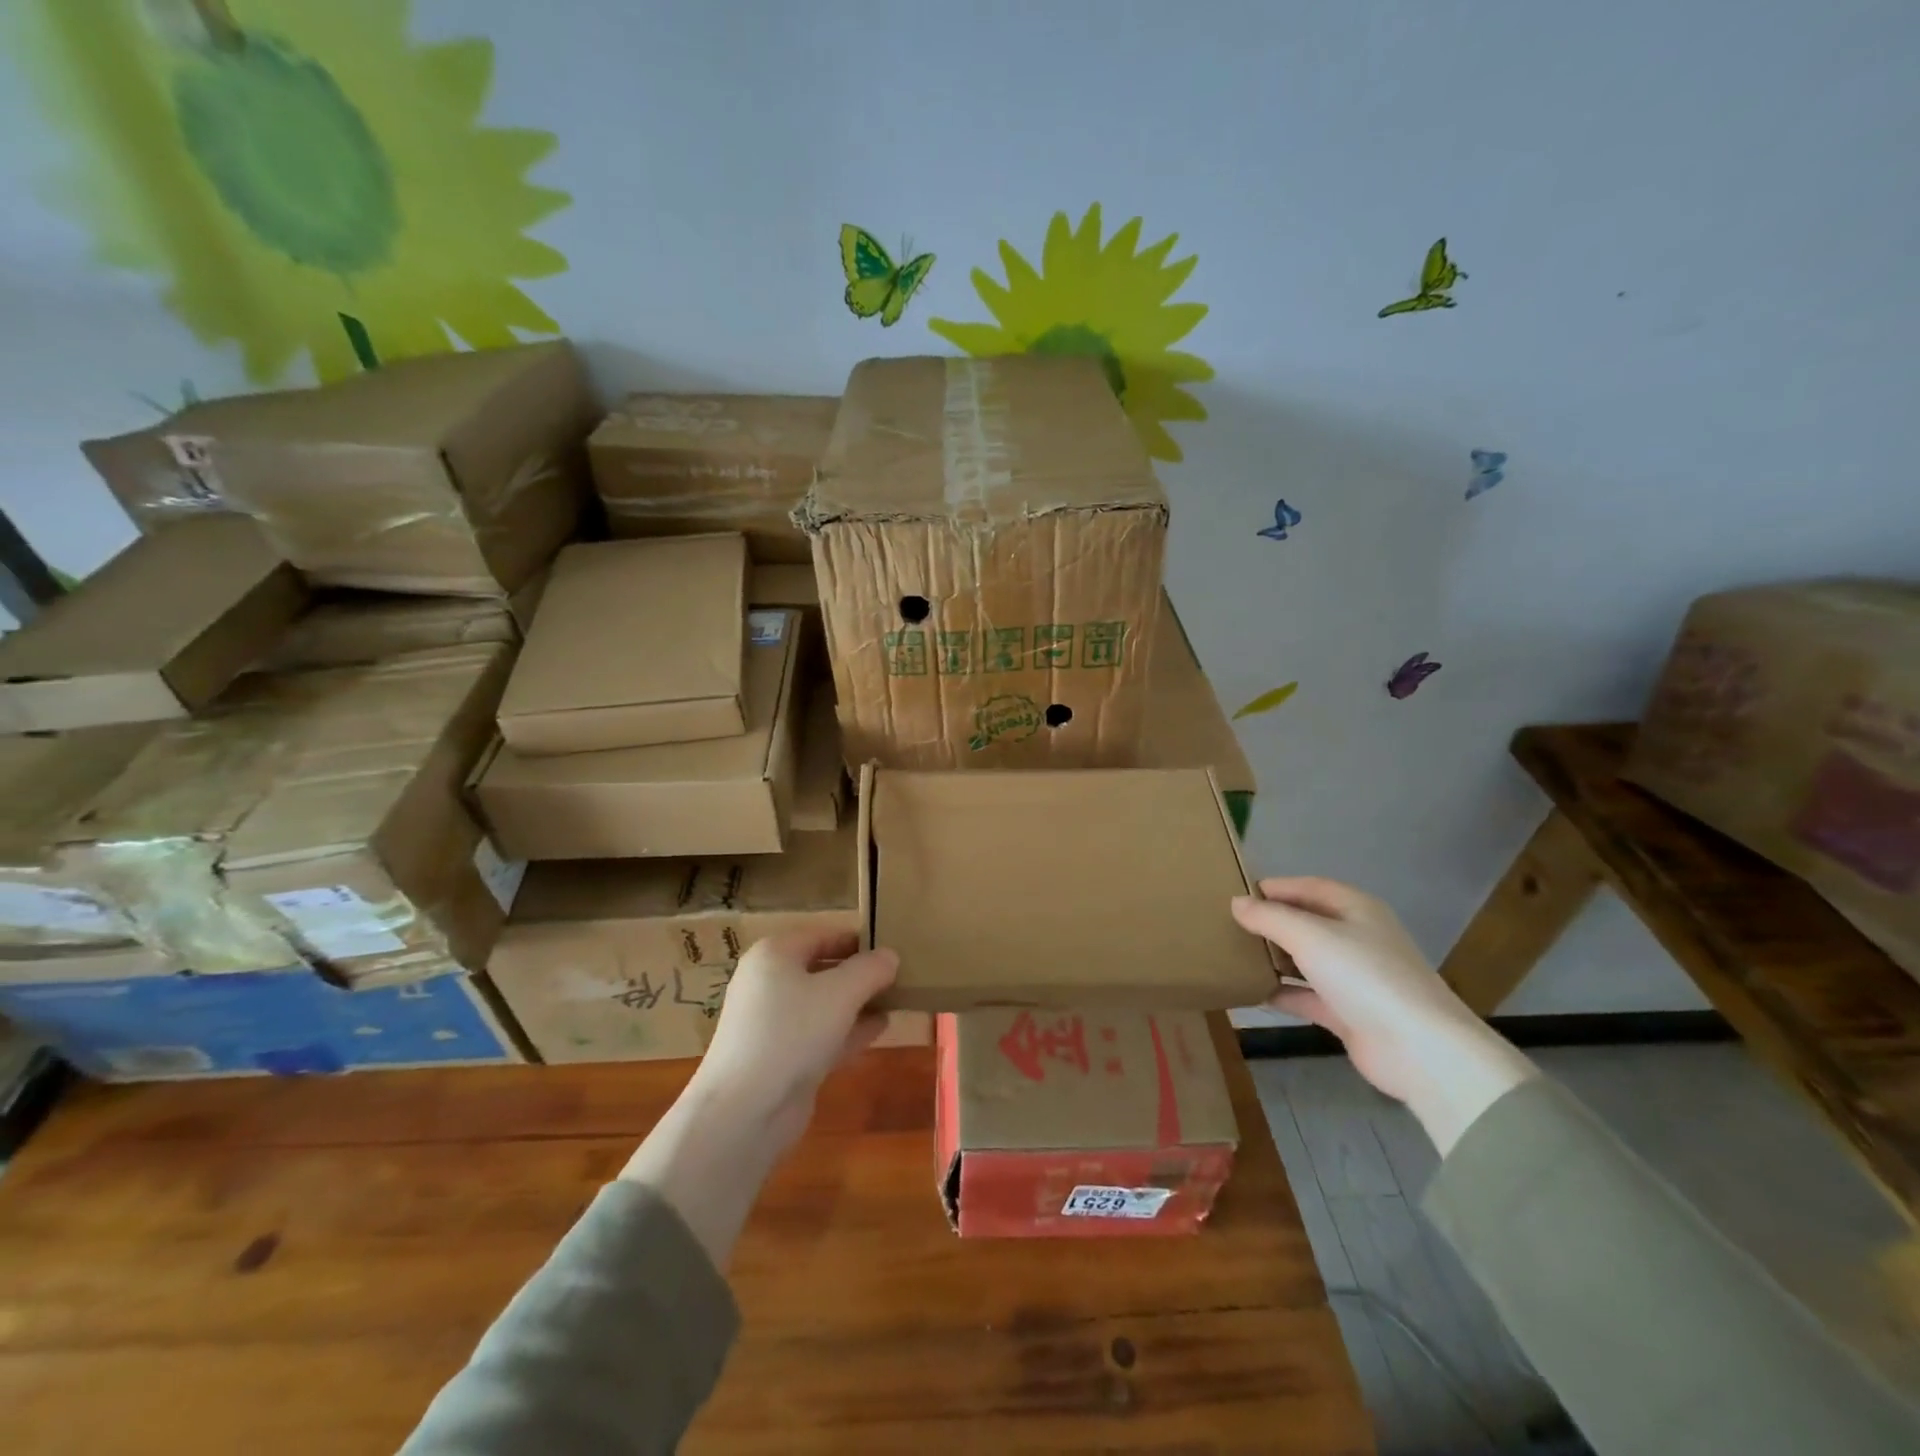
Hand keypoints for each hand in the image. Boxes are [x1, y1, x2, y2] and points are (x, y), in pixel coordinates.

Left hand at [689, 928, 898, 1152]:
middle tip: (900, 974)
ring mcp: (773, 1022)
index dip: (859, 939)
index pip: (824, 934)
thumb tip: (890, 956)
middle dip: (860, 973)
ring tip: (897, 998)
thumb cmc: (792, 1032)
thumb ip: (870, 969)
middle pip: (823, 968)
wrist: (745, 1110)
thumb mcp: (842, 992)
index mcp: (775, 954)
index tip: (893, 946)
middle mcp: (769, 982)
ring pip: (823, 1003)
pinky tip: (881, 1027)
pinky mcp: (781, 1057)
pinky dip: (849, 1029)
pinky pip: (821, 1032)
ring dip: (858, 1001)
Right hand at [1232, 878, 1535, 1153]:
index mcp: (1357, 910)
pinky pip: (1307, 995)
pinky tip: (1251, 993)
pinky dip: (1283, 993)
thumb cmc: (1364, 975)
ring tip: (1235, 954)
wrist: (1418, 1048)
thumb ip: (1270, 918)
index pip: (1311, 887)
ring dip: (1275, 957)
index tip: (1238, 893)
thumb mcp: (1310, 936)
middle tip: (1230, 923)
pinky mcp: (1349, 1013)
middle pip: (1308, 922)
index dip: (1276, 887)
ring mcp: (1355, 978)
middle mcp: (1358, 938)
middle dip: (1272, 922)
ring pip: (1307, 959)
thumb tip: (1237, 903)